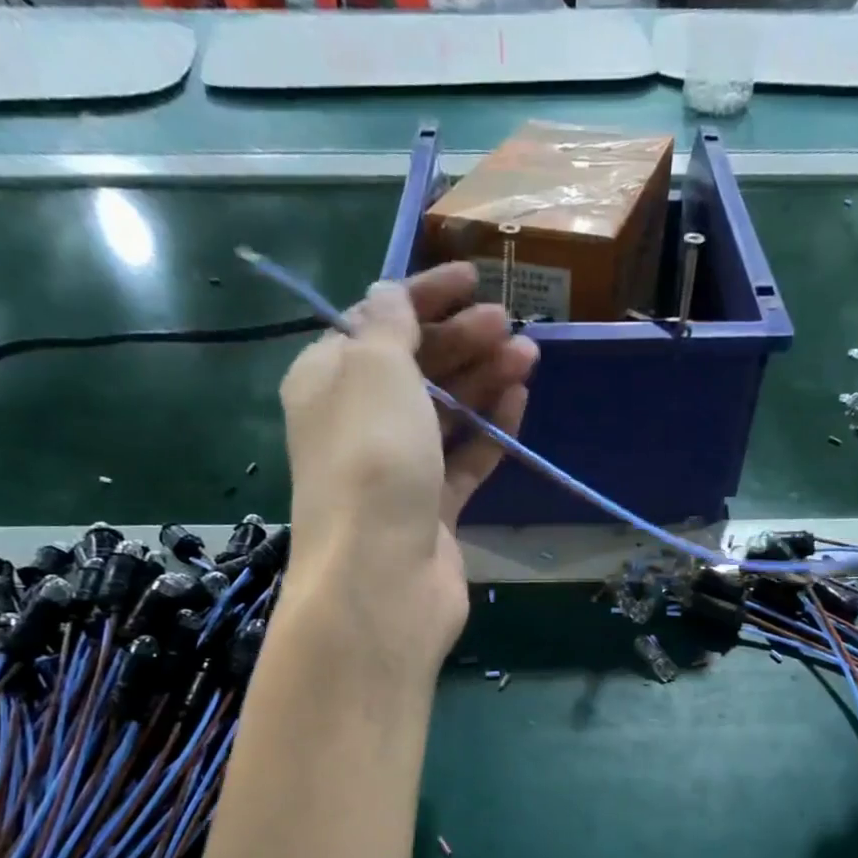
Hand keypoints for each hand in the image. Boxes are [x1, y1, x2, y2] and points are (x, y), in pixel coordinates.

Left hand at [278, 263, 536, 675]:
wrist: (381, 579)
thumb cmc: (372, 461)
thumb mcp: (375, 369)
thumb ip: (388, 324)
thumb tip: (389, 296)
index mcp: (328, 382)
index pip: (375, 323)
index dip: (423, 296)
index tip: (473, 278)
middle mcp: (358, 424)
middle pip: (415, 368)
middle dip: (461, 338)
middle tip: (510, 322)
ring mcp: (397, 471)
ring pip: (445, 413)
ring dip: (483, 380)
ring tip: (529, 356)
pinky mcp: (432, 510)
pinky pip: (464, 459)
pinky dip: (489, 429)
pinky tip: (519, 401)